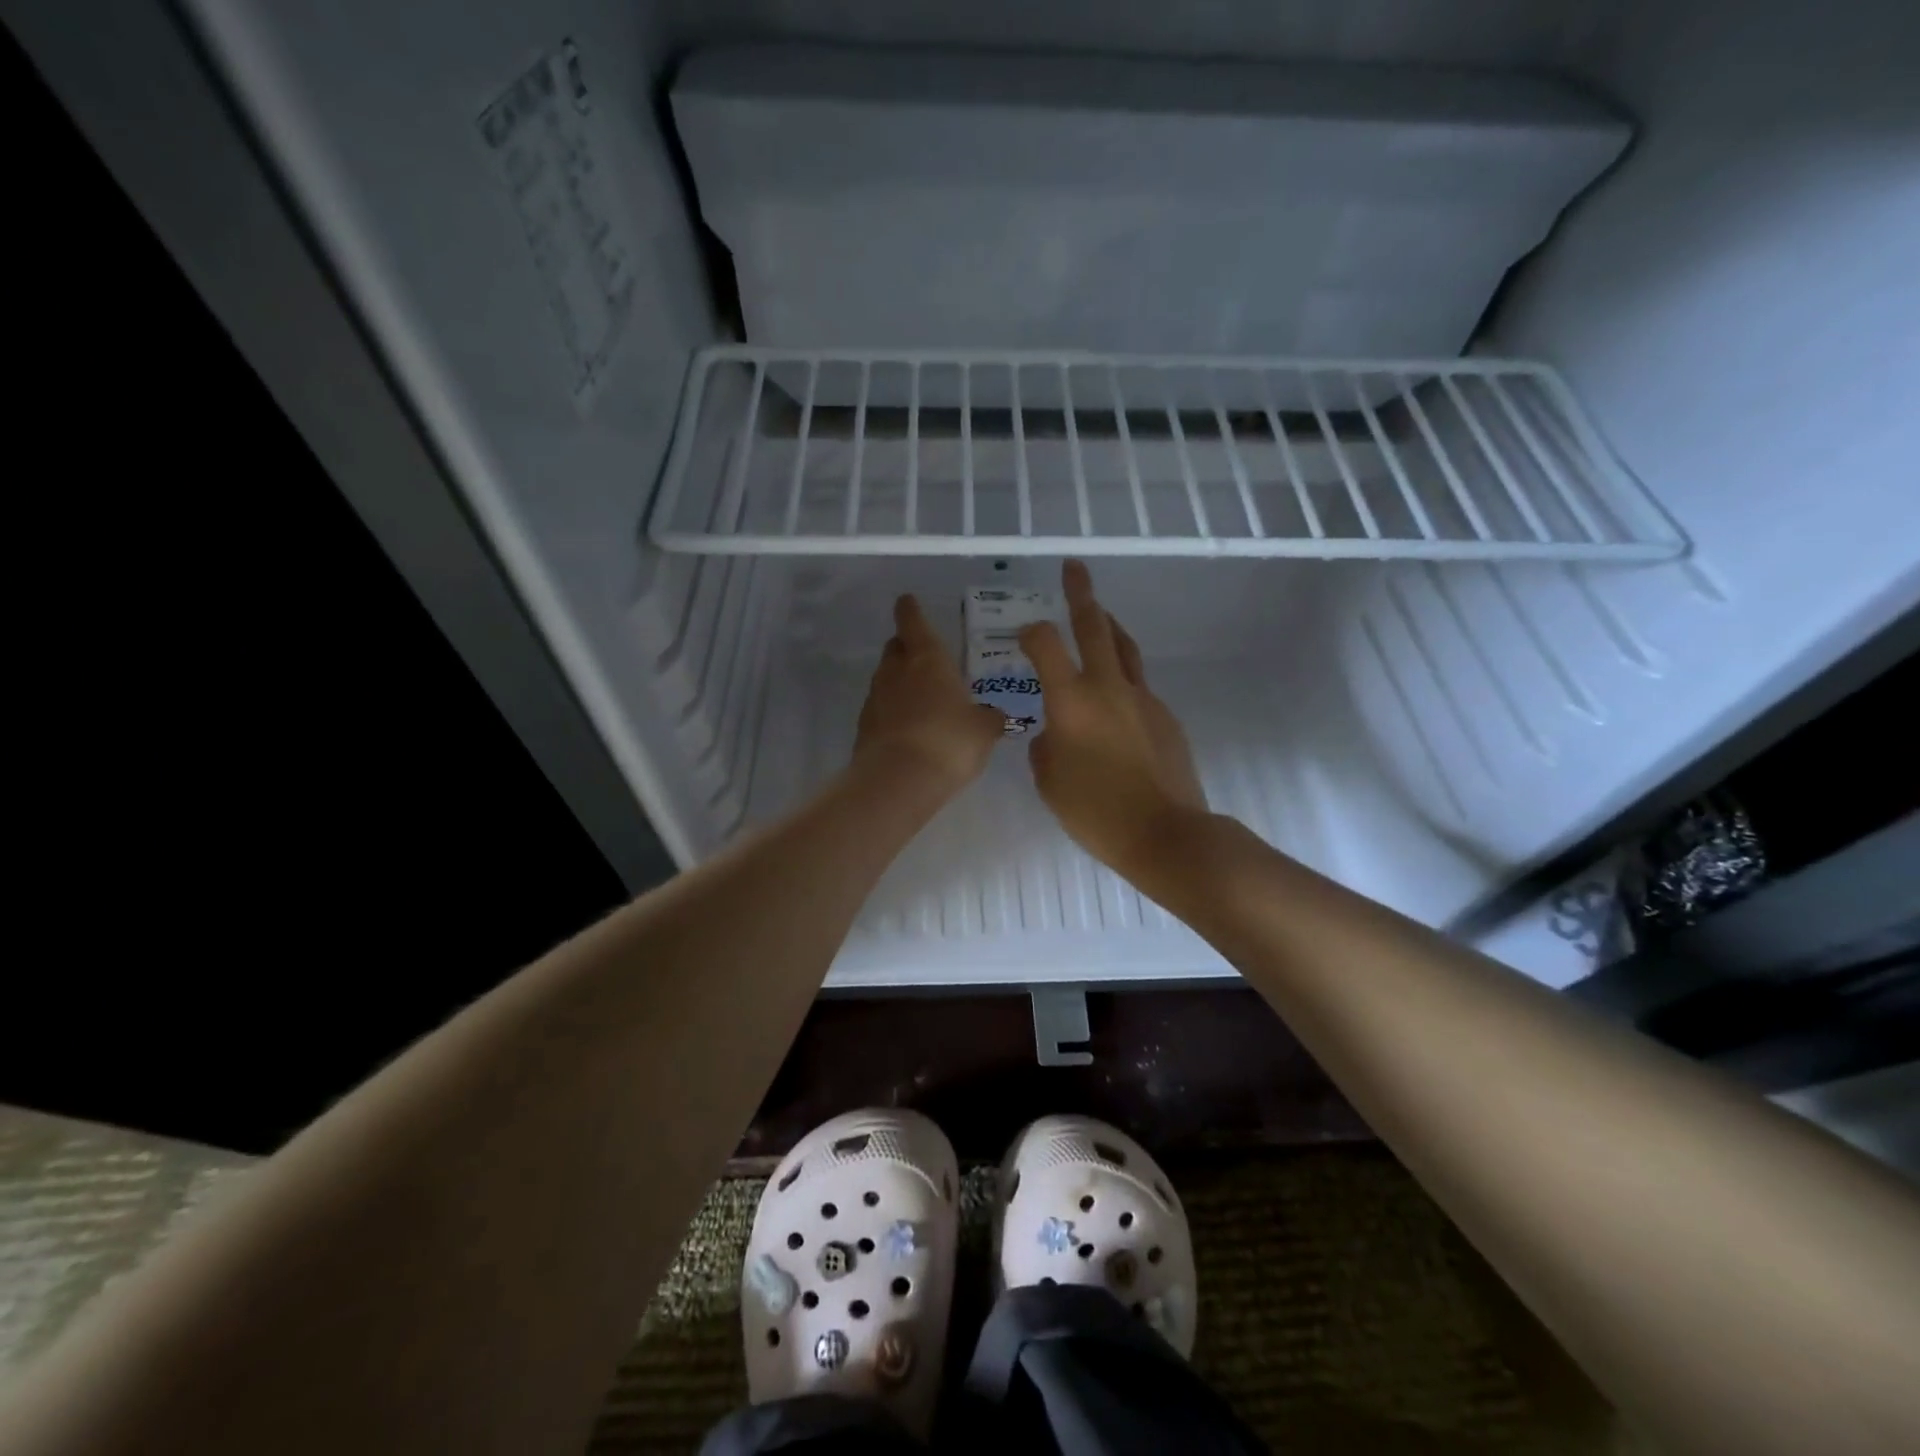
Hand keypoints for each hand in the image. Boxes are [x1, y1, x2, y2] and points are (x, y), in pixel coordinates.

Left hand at [854, 593, 1004, 794]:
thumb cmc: (949, 741)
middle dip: (906, 647)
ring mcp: (875, 699)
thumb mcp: (983, 730)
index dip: (910, 610)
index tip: (907, 601)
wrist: (899, 780)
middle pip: (896, 648)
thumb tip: (995, 715)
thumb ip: (990, 718)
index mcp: (927, 659)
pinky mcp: (864, 728)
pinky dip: (891, 711)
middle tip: (922, 655)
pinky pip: (880, 709)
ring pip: (885, 678)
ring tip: (919, 695)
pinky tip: (907, 727)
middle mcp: (896, 671)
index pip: (913, 622)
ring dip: (899, 681)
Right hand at [1020, 561, 1206, 874]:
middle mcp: (1108, 687)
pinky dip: (1123, 678)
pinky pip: (1138, 685)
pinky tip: (1116, 700)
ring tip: (1100, 613)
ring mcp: (1142, 698)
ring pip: (1124, 648)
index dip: (1030, 632)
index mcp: (1071, 700)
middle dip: (1080, 594)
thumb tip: (1052, 734)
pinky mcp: (1165, 716)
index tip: (1024, 636)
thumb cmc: (1095, 811)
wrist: (1165, 833)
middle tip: (1074, 568)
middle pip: (1094, 627)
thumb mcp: (1048, 781)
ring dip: (1109, 625)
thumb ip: (1043, 747)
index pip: (1045, 645)